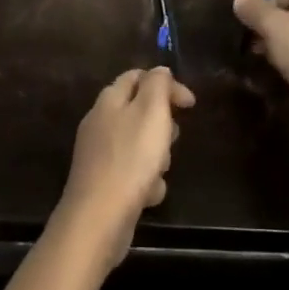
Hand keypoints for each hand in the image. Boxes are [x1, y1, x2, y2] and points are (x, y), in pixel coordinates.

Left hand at [54, 67, 194, 273]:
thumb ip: (157, 85)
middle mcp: (100, 122)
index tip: (190, 104)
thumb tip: (160, 70)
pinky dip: (144, 181)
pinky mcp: (102, 183)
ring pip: (138, 144)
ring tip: (161, 169)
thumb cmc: (130, 159)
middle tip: (172, 138)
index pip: (137, 76)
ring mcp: (99, 154)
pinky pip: (131, 173)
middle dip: (162, 124)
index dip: (165, 84)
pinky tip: (149, 194)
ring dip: (156, 156)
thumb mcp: (151, 112)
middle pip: (138, 111)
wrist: (98, 219)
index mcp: (109, 100)